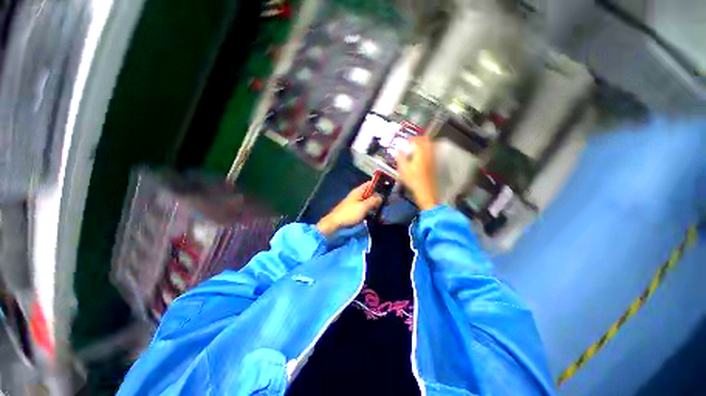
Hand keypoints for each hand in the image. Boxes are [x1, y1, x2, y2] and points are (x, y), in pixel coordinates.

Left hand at [316, 181, 381, 235]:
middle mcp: (357, 195)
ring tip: (383, 209)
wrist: (335, 223)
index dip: (378, 184)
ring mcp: (356, 203)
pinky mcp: (355, 210)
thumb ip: (373, 200)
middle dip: (379, 196)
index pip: (370, 183)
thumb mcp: (363, 207)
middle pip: (370, 193)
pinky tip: (376, 215)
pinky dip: (370, 210)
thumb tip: (381, 196)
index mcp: (359, 191)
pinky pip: (365, 208)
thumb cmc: (349, 213)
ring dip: (375, 204)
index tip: (387, 189)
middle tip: (388, 202)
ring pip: (368, 201)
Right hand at [396, 136, 438, 210]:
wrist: (426, 191)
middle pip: (426, 140)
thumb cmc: (413, 180)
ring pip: (430, 146)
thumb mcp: (403, 169)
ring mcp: (432, 159)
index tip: (406, 139)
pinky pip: (431, 152)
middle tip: (412, 142)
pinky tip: (420, 156)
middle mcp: (428, 153)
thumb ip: (400, 157)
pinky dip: (426, 150)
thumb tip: (398, 149)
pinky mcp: (433, 164)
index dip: (411, 138)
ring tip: (415, 148)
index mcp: (420, 153)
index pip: (417, 139)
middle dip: (419, 139)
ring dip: (423, 144)